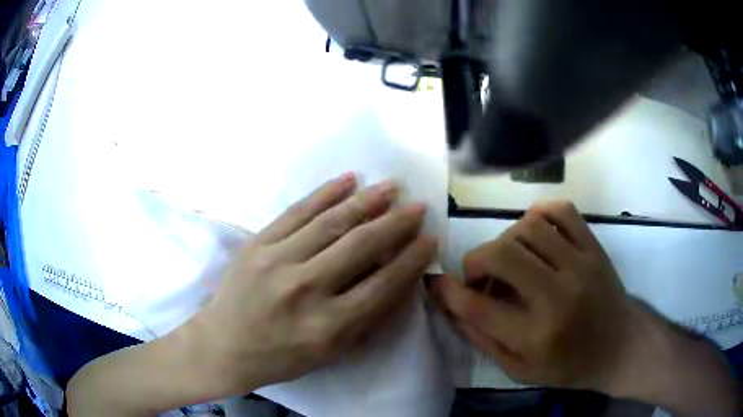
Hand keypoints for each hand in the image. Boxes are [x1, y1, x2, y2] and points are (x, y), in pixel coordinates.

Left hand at [190, 174, 436, 396]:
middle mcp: (305, 289)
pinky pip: (297, 212)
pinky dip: (325, 193)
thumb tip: (400, 280)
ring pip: (331, 222)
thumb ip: (366, 318)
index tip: (430, 239)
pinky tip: (348, 180)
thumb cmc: (281, 357)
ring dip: (366, 201)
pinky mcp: (257, 243)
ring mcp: (277, 261)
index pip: (382, 285)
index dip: (411, 260)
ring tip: (391, 187)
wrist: (223, 345)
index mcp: (327, 326)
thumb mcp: (330, 352)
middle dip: (396, 223)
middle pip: (360, 246)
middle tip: (418, 207)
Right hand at [430, 201, 632, 391]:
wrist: (620, 346)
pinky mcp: (594, 247)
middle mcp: (557, 296)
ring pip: (528, 227)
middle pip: (502, 255)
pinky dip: (540, 213)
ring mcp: (580, 265)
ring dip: (507, 240)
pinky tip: (535, 230)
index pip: (479, 307)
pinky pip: (562, 211)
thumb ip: (483, 340)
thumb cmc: (568, 365)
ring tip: (511, 259)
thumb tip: (452, 307)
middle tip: (479, 274)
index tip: (438, 283)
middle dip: (476, 260)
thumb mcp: (520, 370)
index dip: (449, 292)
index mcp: (535, 336)